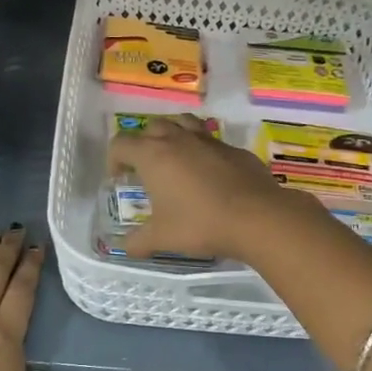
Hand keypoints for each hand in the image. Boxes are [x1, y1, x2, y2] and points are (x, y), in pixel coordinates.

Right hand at [110, 114, 312, 262]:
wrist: (257, 217)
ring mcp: (209, 140)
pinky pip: (211, 141)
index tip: (119, 178)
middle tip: (146, 169)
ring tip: (175, 159)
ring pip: (183, 123)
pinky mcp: (234, 149)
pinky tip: (209, 175)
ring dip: (173, 135)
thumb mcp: (162, 238)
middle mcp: (179, 138)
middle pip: (152, 127)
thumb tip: (124, 247)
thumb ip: (138, 241)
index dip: (114, 159)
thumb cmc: (200, 224)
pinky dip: (202, 151)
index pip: (121, 143)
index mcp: (154, 155)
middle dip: (143, 143)